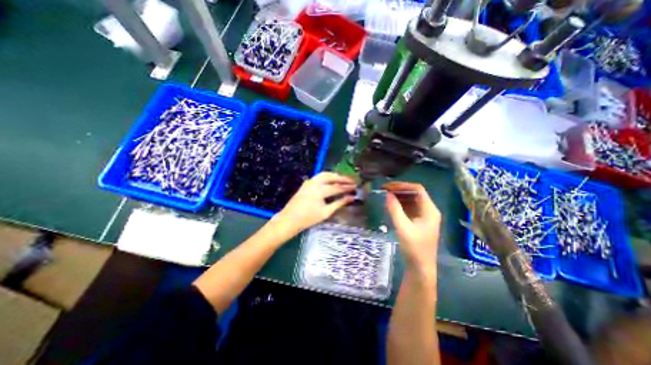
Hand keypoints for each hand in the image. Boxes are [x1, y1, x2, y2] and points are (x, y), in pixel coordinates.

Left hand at [274, 173, 355, 234]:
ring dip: (335, 175)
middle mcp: (314, 183)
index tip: (356, 187)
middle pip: (331, 176)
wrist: (290, 219)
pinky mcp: (306, 183)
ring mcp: (309, 182)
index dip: (347, 187)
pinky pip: (319, 176)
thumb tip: (351, 198)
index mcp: (320, 190)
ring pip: (324, 174)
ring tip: (343, 179)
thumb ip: (339, 203)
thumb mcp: (326, 212)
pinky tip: (331, 181)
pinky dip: (327, 176)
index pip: (337, 187)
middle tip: (351, 180)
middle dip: (342, 178)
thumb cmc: (308, 218)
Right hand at [383, 183, 438, 273]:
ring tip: (385, 195)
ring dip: (399, 196)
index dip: (403, 185)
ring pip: (411, 200)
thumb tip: (387, 194)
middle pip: (414, 193)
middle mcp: (428, 210)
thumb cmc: (414, 248)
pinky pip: (409, 208)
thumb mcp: (403, 227)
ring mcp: (423, 216)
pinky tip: (390, 205)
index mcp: (429, 210)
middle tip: (384, 190)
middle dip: (399, 190)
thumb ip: (395, 209)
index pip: (417, 189)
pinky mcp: (418, 221)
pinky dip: (400, 204)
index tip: (388, 186)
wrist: (420, 267)